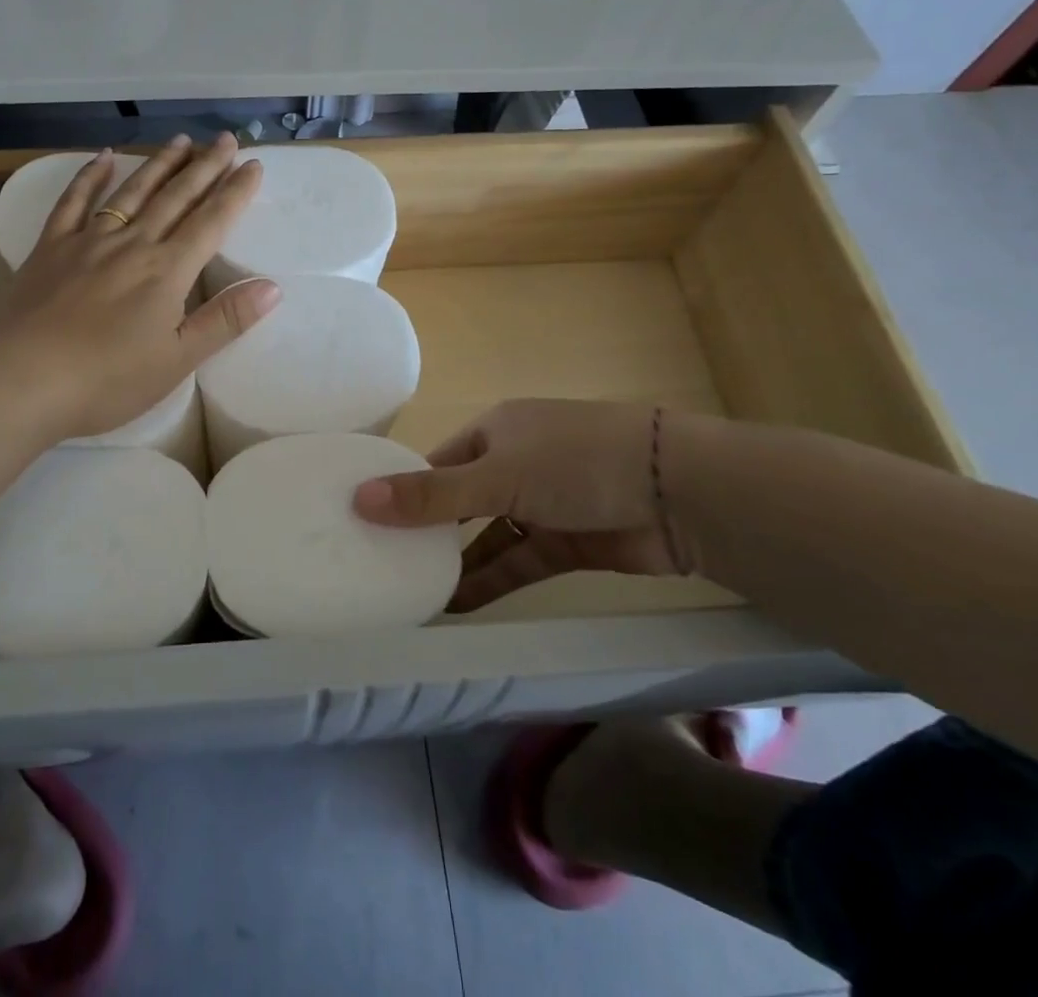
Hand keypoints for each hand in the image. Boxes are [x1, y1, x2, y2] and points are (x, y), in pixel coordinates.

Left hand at [0, 133, 279, 442]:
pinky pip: (74, 202)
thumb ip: (225, 321)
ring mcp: (88, 241)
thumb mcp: (177, 360)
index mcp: (167, 271)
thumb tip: (274, 287)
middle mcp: (132, 245)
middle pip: (175, 198)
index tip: (253, 165)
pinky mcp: (50, 248)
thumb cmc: (106, 380)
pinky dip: (90, 177)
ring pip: (132, 192)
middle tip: (225, 139)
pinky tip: (103, 157)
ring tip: (181, 141)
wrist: (20, 380)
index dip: (235, 193)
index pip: (211, 222)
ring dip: (159, 165)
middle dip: (204, 167)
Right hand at [351, 399, 683, 611]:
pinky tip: (456, 607)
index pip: (437, 461)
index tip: (366, 521)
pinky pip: (518, 562)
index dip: (403, 489)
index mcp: (495, 430)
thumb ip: (431, 496)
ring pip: (488, 536)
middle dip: (427, 531)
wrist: (679, 493)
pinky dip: (491, 582)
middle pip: (460, 500)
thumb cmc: (576, 463)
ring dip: (457, 563)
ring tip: (410, 594)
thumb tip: (359, 498)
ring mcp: (543, 503)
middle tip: (381, 563)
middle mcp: (515, 462)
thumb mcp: (496, 476)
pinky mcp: (568, 542)